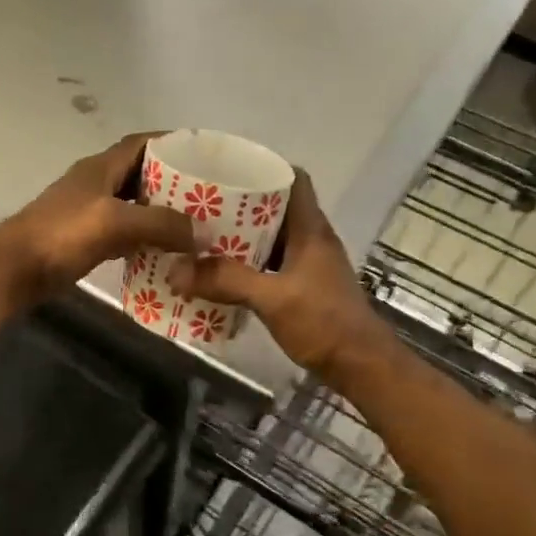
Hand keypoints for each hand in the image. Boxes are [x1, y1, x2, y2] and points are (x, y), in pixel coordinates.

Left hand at [0, 134, 198, 303]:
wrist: (14, 269)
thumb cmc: (61, 235)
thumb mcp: (114, 221)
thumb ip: (160, 223)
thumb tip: (203, 232)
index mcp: (101, 167)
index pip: (142, 143)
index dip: (172, 143)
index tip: (204, 154)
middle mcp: (97, 184)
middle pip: (142, 174)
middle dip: (174, 182)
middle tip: (209, 196)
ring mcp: (90, 212)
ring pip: (134, 205)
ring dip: (161, 213)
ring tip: (196, 224)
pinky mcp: (86, 239)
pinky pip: (125, 233)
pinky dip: (146, 238)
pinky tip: (167, 252)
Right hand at [168, 170, 390, 379]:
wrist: (360, 367)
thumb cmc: (324, 323)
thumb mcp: (272, 299)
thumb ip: (226, 281)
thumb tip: (175, 269)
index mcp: (311, 229)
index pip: (294, 179)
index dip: (264, 168)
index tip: (227, 169)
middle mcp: (311, 240)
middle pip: (275, 208)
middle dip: (239, 204)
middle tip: (200, 205)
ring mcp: (308, 265)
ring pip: (270, 238)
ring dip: (239, 237)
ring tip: (201, 236)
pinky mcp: (302, 287)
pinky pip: (268, 264)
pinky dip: (245, 264)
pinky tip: (219, 273)